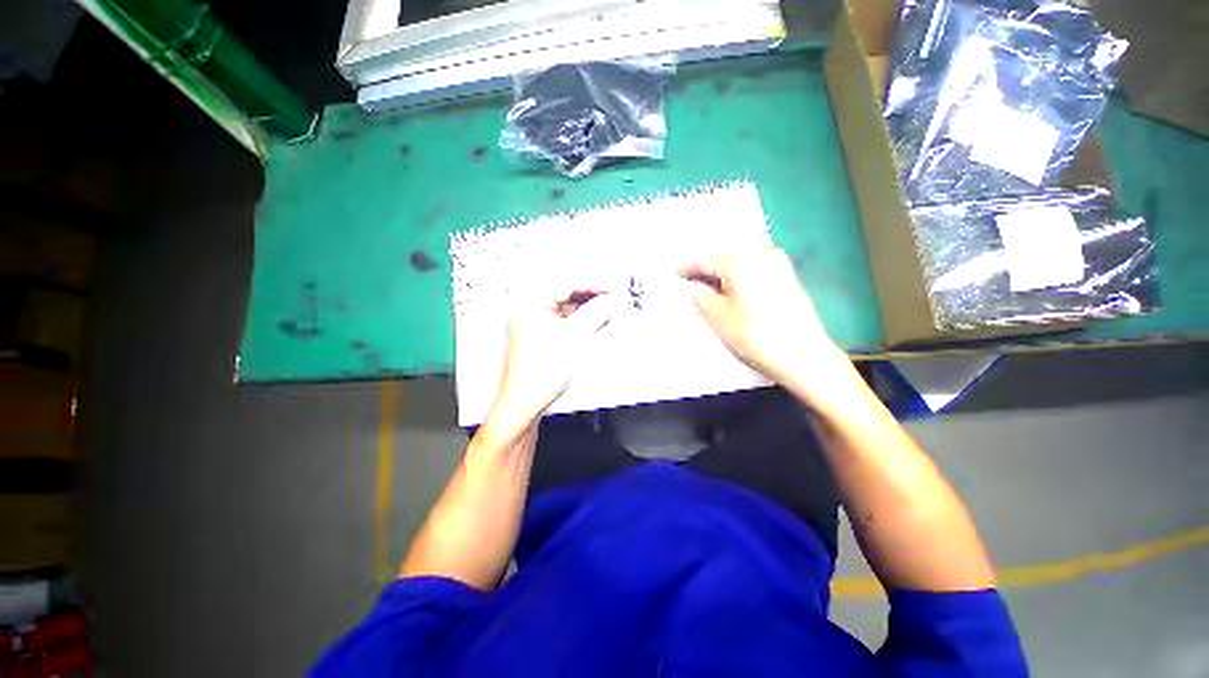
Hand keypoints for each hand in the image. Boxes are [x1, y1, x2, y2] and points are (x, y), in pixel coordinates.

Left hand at [488, 288, 618, 431]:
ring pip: (565, 307)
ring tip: (607, 311)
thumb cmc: (538, 375)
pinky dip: (579, 320)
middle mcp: (527, 309)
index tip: (613, 288)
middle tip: (613, 299)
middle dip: (591, 296)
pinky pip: (563, 320)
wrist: (524, 404)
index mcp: (529, 302)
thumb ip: (596, 314)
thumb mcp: (575, 338)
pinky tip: (594, 323)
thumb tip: (611, 300)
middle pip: (565, 293)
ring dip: (587, 308)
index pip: (566, 282)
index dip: (593, 284)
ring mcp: (532, 323)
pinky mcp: (538, 336)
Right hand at [680, 247, 847, 387]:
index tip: (673, 273)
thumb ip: (701, 297)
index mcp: (739, 260)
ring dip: (722, 270)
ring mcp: (777, 263)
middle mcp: (760, 253)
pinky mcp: (787, 277)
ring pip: (740, 261)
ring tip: (707, 282)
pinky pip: (754, 267)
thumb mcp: (718, 317)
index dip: (687, 267)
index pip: (704, 260)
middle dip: (705, 266)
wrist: (804, 355)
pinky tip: (731, 286)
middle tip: (688, 277)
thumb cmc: (754, 335)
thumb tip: (693, 287)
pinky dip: (738, 274)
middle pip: (723, 255)